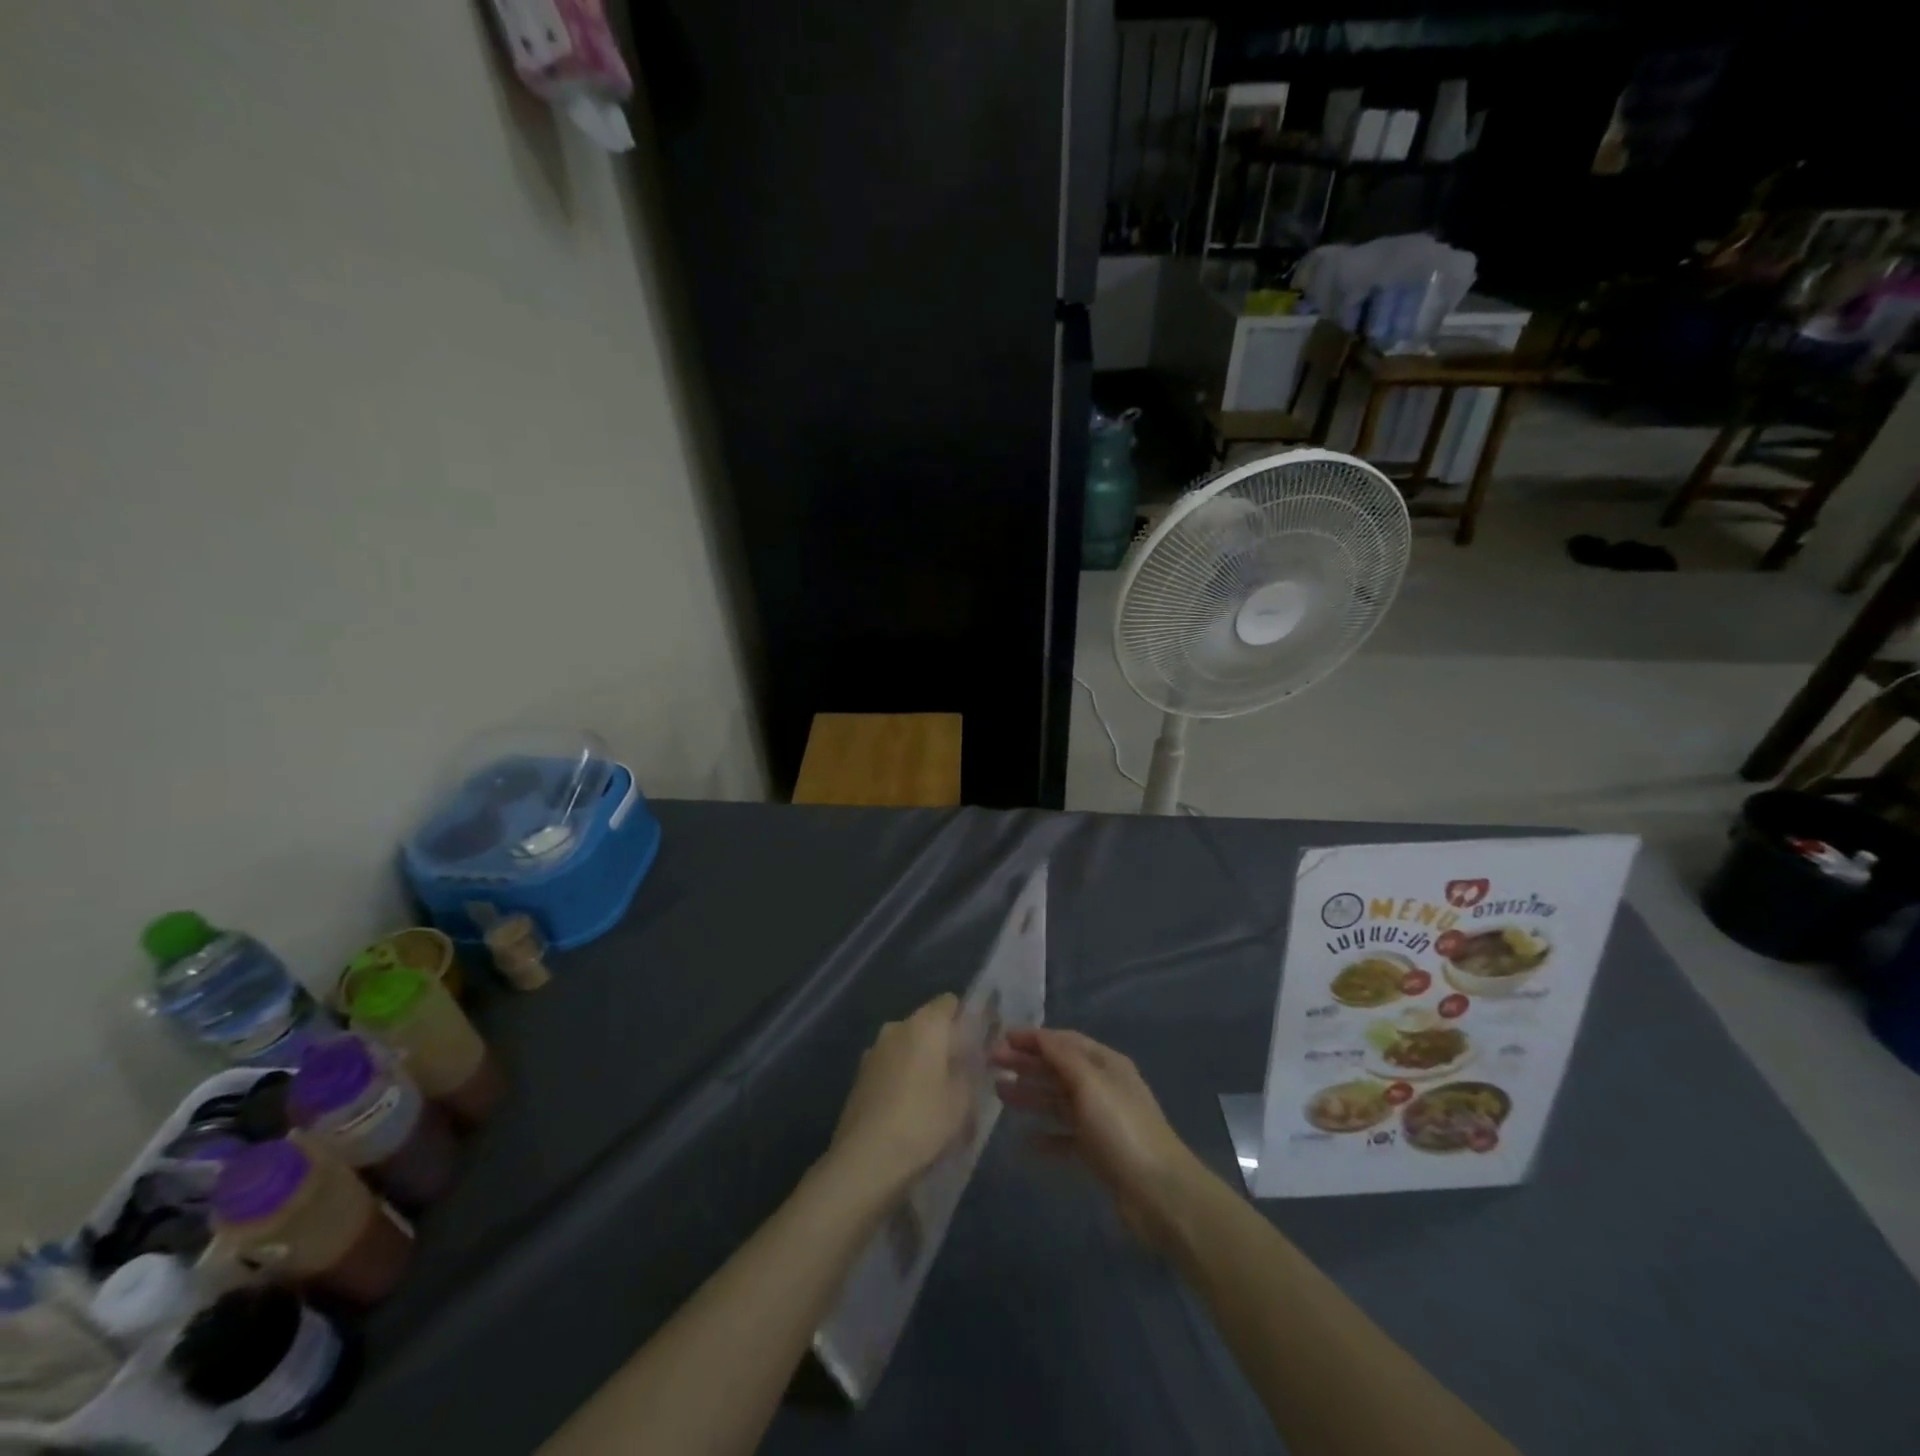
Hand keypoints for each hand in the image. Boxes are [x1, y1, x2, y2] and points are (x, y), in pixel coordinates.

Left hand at [822, 994, 971, 1206]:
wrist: (866, 1160)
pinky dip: (902, 1077)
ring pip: (906, 1045)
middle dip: (943, 1043)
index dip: (966, 1019)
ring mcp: (873, 1050)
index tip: (978, 1044)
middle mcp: (896, 1027)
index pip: (950, 1002)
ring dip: (921, 1061)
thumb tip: (971, 1057)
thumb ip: (971, 1069)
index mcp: (925, 1024)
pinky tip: (909, 1109)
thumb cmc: (923, 1121)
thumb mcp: (963, 1099)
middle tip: (961, 1074)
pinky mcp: (859, 1075)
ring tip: (935, 1096)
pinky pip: (890, 1066)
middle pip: (927, 1024)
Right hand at [992, 1027, 1204, 1249]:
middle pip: (1058, 1068)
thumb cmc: (1121, 1128)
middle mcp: (1102, 1086)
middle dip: (1026, 1063)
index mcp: (1105, 1063)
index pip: (1064, 1041)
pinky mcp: (1097, 1152)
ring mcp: (1100, 1120)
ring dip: (1030, 1094)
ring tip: (998, 1093)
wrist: (1158, 1192)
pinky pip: (1064, 1136)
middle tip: (991, 1064)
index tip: (1001, 1039)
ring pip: (1058, 1100)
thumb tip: (1039, 1035)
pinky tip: (1023, 1140)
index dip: (1033, 1038)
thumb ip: (1062, 1057)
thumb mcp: (1090, 1083)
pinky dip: (1044, 1135)